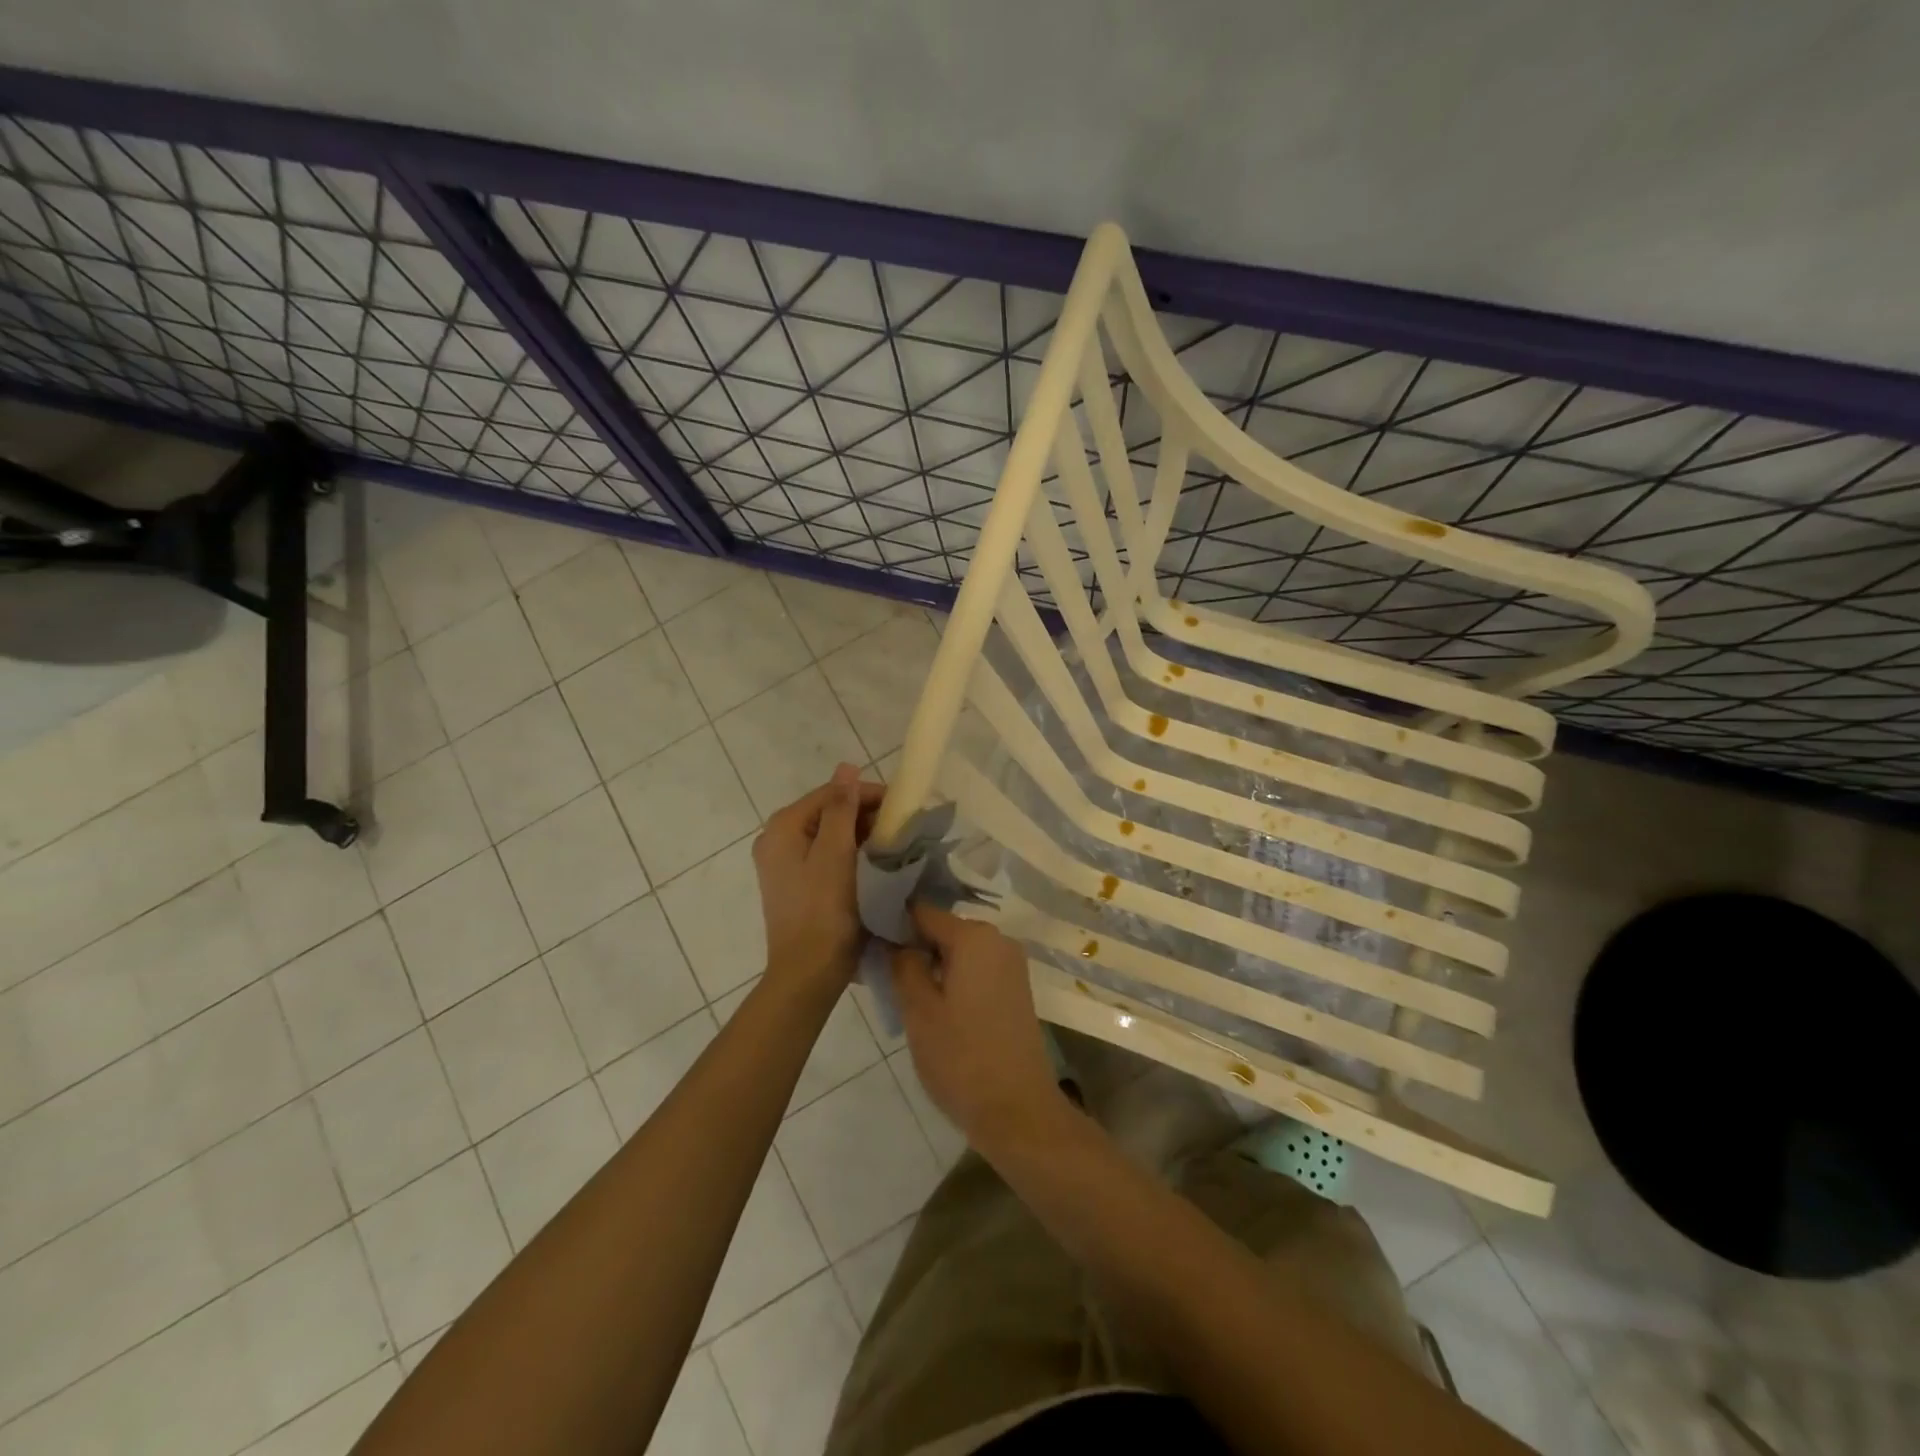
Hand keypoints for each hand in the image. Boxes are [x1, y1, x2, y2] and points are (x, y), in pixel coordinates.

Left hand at [752, 763, 884, 991]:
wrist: (808, 972)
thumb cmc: (824, 909)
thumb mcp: (835, 854)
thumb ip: (840, 808)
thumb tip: (846, 767)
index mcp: (783, 827)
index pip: (830, 794)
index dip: (866, 794)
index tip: (902, 806)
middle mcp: (776, 840)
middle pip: (827, 812)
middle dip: (864, 815)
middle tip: (900, 828)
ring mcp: (783, 864)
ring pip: (828, 834)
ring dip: (859, 835)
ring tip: (892, 845)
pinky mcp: (795, 884)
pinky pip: (824, 856)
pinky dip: (848, 854)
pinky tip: (871, 864)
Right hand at [890, 903, 1067, 1153]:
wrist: (1018, 1111)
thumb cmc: (962, 1059)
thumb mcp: (919, 1011)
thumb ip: (902, 966)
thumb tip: (892, 939)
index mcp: (975, 937)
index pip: (923, 912)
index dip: (893, 922)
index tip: (866, 938)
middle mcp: (998, 940)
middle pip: (943, 930)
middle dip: (912, 945)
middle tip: (880, 970)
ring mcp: (1011, 965)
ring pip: (959, 951)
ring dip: (931, 964)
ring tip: (900, 990)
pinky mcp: (1015, 989)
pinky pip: (976, 969)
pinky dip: (953, 978)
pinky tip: (932, 1004)